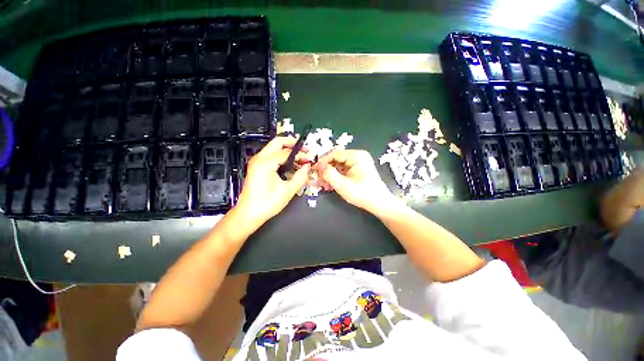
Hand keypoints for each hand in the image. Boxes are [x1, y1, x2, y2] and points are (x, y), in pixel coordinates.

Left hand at [236, 136, 311, 229]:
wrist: (249, 214)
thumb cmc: (268, 203)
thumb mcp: (288, 190)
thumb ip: (301, 176)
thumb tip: (308, 166)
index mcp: (266, 163)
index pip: (286, 152)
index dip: (300, 154)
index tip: (309, 158)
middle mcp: (259, 158)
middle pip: (277, 142)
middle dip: (292, 143)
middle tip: (304, 148)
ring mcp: (256, 162)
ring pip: (273, 147)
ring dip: (286, 149)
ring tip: (299, 156)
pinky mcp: (256, 167)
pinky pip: (270, 155)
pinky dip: (281, 155)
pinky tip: (289, 163)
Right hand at [314, 149, 395, 213]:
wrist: (379, 203)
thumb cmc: (362, 194)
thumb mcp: (342, 185)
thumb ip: (329, 174)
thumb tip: (319, 166)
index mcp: (356, 156)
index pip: (334, 153)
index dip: (323, 161)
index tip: (314, 170)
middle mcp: (358, 156)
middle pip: (336, 158)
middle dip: (326, 168)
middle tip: (318, 178)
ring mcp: (359, 162)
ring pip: (339, 164)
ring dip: (331, 173)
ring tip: (324, 183)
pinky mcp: (358, 168)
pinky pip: (344, 169)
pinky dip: (337, 175)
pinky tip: (332, 183)